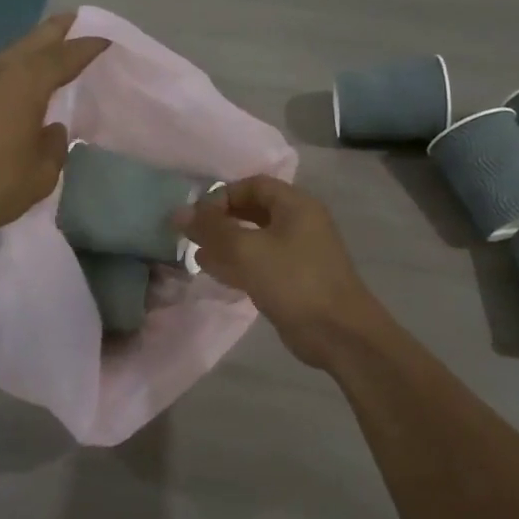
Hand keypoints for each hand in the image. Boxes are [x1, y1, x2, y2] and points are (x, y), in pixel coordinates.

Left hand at [0, 13, 109, 240]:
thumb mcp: (37, 178)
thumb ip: (53, 149)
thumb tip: (52, 131)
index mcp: (24, 85)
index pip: (64, 57)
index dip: (87, 47)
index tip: (104, 39)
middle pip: (31, 43)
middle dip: (55, 31)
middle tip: (72, 19)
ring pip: (0, 59)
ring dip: (21, 54)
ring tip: (35, 58)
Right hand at [175, 176, 388, 366]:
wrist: (339, 333)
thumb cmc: (294, 281)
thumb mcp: (247, 250)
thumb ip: (212, 229)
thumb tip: (179, 212)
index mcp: (295, 205)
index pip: (252, 184)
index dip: (222, 195)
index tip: (197, 217)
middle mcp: (299, 222)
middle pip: (253, 210)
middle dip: (221, 221)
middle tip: (192, 236)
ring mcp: (298, 252)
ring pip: (255, 238)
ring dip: (225, 244)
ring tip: (196, 255)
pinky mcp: (294, 279)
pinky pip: (261, 262)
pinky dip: (237, 264)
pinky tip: (214, 273)